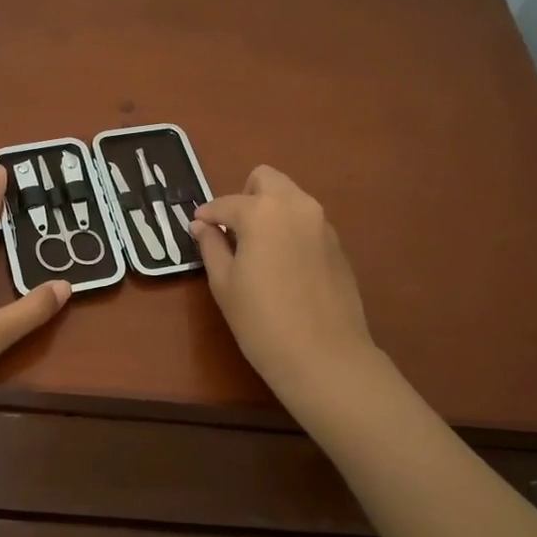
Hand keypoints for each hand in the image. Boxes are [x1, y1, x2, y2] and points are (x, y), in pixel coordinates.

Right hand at [192, 166, 379, 406]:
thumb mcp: (224, 283)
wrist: (324, 356)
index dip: (207, 215)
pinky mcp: (338, 244)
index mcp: (263, 211)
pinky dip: (289, 229)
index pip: (225, 203)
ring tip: (256, 248)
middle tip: (233, 230)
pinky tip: (282, 265)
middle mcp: (296, 206)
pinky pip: (307, 222)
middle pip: (266, 179)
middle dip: (245, 196)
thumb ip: (211, 246)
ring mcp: (322, 223)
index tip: (197, 228)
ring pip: (290, 198)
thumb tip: (202, 225)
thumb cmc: (262, 321)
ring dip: (269, 210)